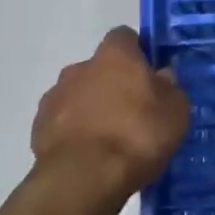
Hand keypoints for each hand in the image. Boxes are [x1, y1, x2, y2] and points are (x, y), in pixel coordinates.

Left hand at [31, 28, 190, 200]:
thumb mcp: (175, 111)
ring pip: (79, 95)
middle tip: (133, 112)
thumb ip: (169, 87)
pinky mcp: (39, 127)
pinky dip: (75, 132)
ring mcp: (55, 96)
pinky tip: (90, 154)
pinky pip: (63, 121)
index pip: (125, 37)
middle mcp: (80, 67)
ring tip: (111, 139)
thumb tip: (161, 76)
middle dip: (114, 84)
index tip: (149, 74)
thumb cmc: (137, 135)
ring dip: (92, 108)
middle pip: (100, 68)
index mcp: (115, 55)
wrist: (84, 178)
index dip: (138, 53)